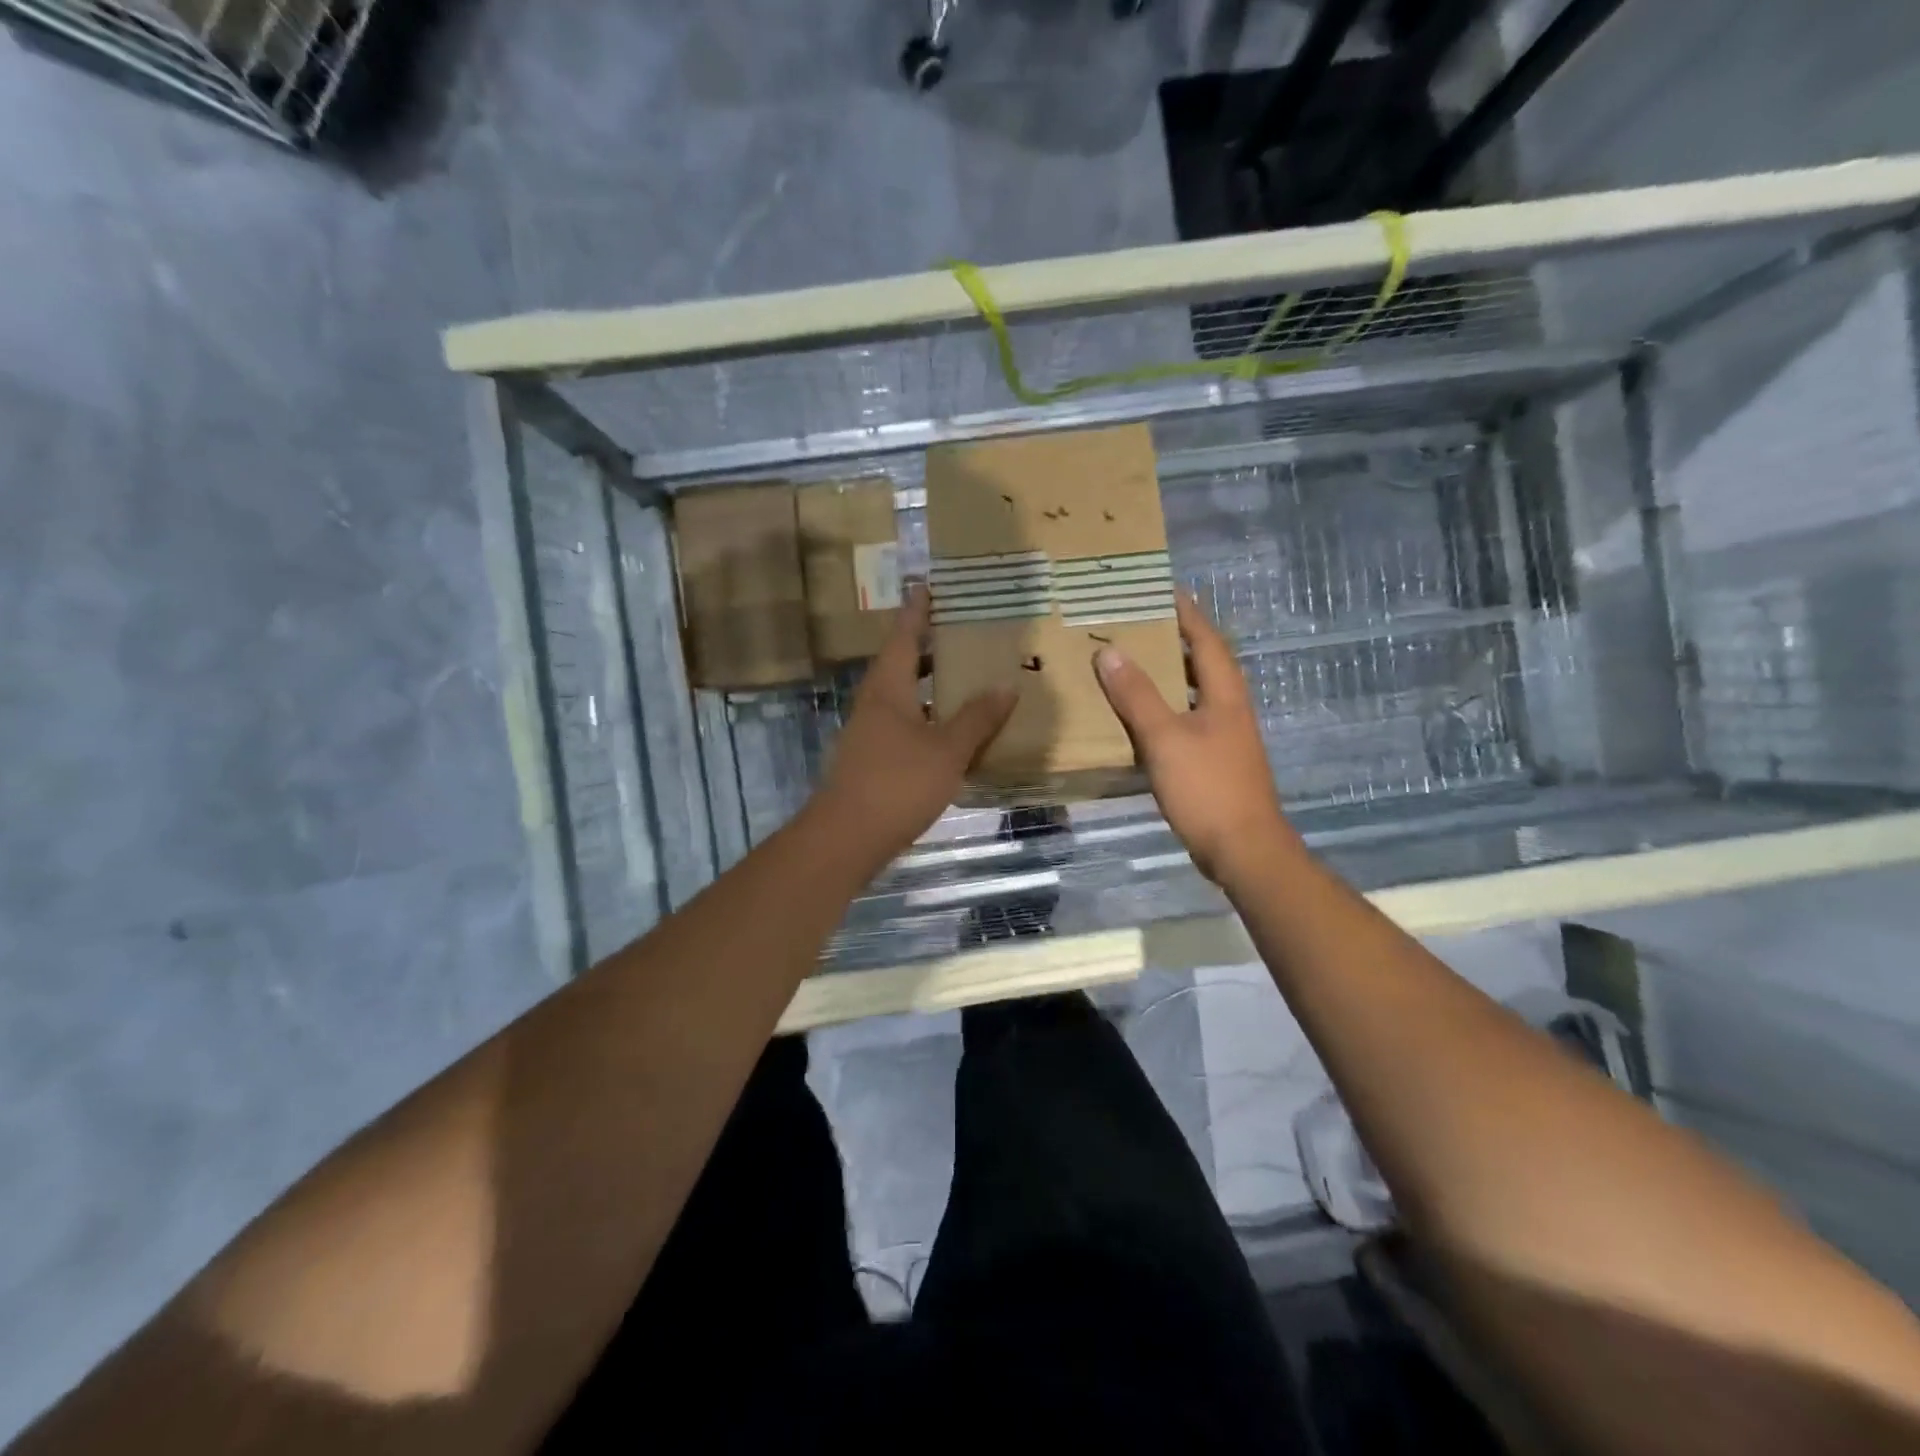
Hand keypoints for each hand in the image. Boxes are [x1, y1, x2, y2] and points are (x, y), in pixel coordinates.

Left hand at [815, 585, 1017, 872]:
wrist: (847, 837)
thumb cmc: (897, 782)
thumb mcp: (947, 749)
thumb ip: (977, 719)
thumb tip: (1005, 687)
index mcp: (889, 687)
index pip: (904, 636)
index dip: (918, 611)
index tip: (927, 586)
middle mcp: (875, 702)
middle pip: (901, 663)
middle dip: (928, 646)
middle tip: (960, 632)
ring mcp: (870, 732)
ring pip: (903, 695)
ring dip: (929, 684)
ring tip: (963, 677)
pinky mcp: (873, 758)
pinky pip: (904, 723)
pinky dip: (927, 716)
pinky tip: (950, 730)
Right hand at [1094, 592, 1297, 885]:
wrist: (1243, 850)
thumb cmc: (1208, 788)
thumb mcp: (1165, 738)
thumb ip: (1136, 695)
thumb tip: (1109, 651)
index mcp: (1224, 694)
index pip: (1206, 639)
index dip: (1186, 613)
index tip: (1162, 590)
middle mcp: (1229, 709)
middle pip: (1203, 663)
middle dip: (1175, 640)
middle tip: (1137, 624)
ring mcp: (1225, 738)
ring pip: (1195, 694)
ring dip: (1169, 676)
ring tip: (1133, 663)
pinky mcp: (1215, 763)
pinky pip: (1187, 721)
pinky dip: (1165, 710)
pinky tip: (1140, 719)